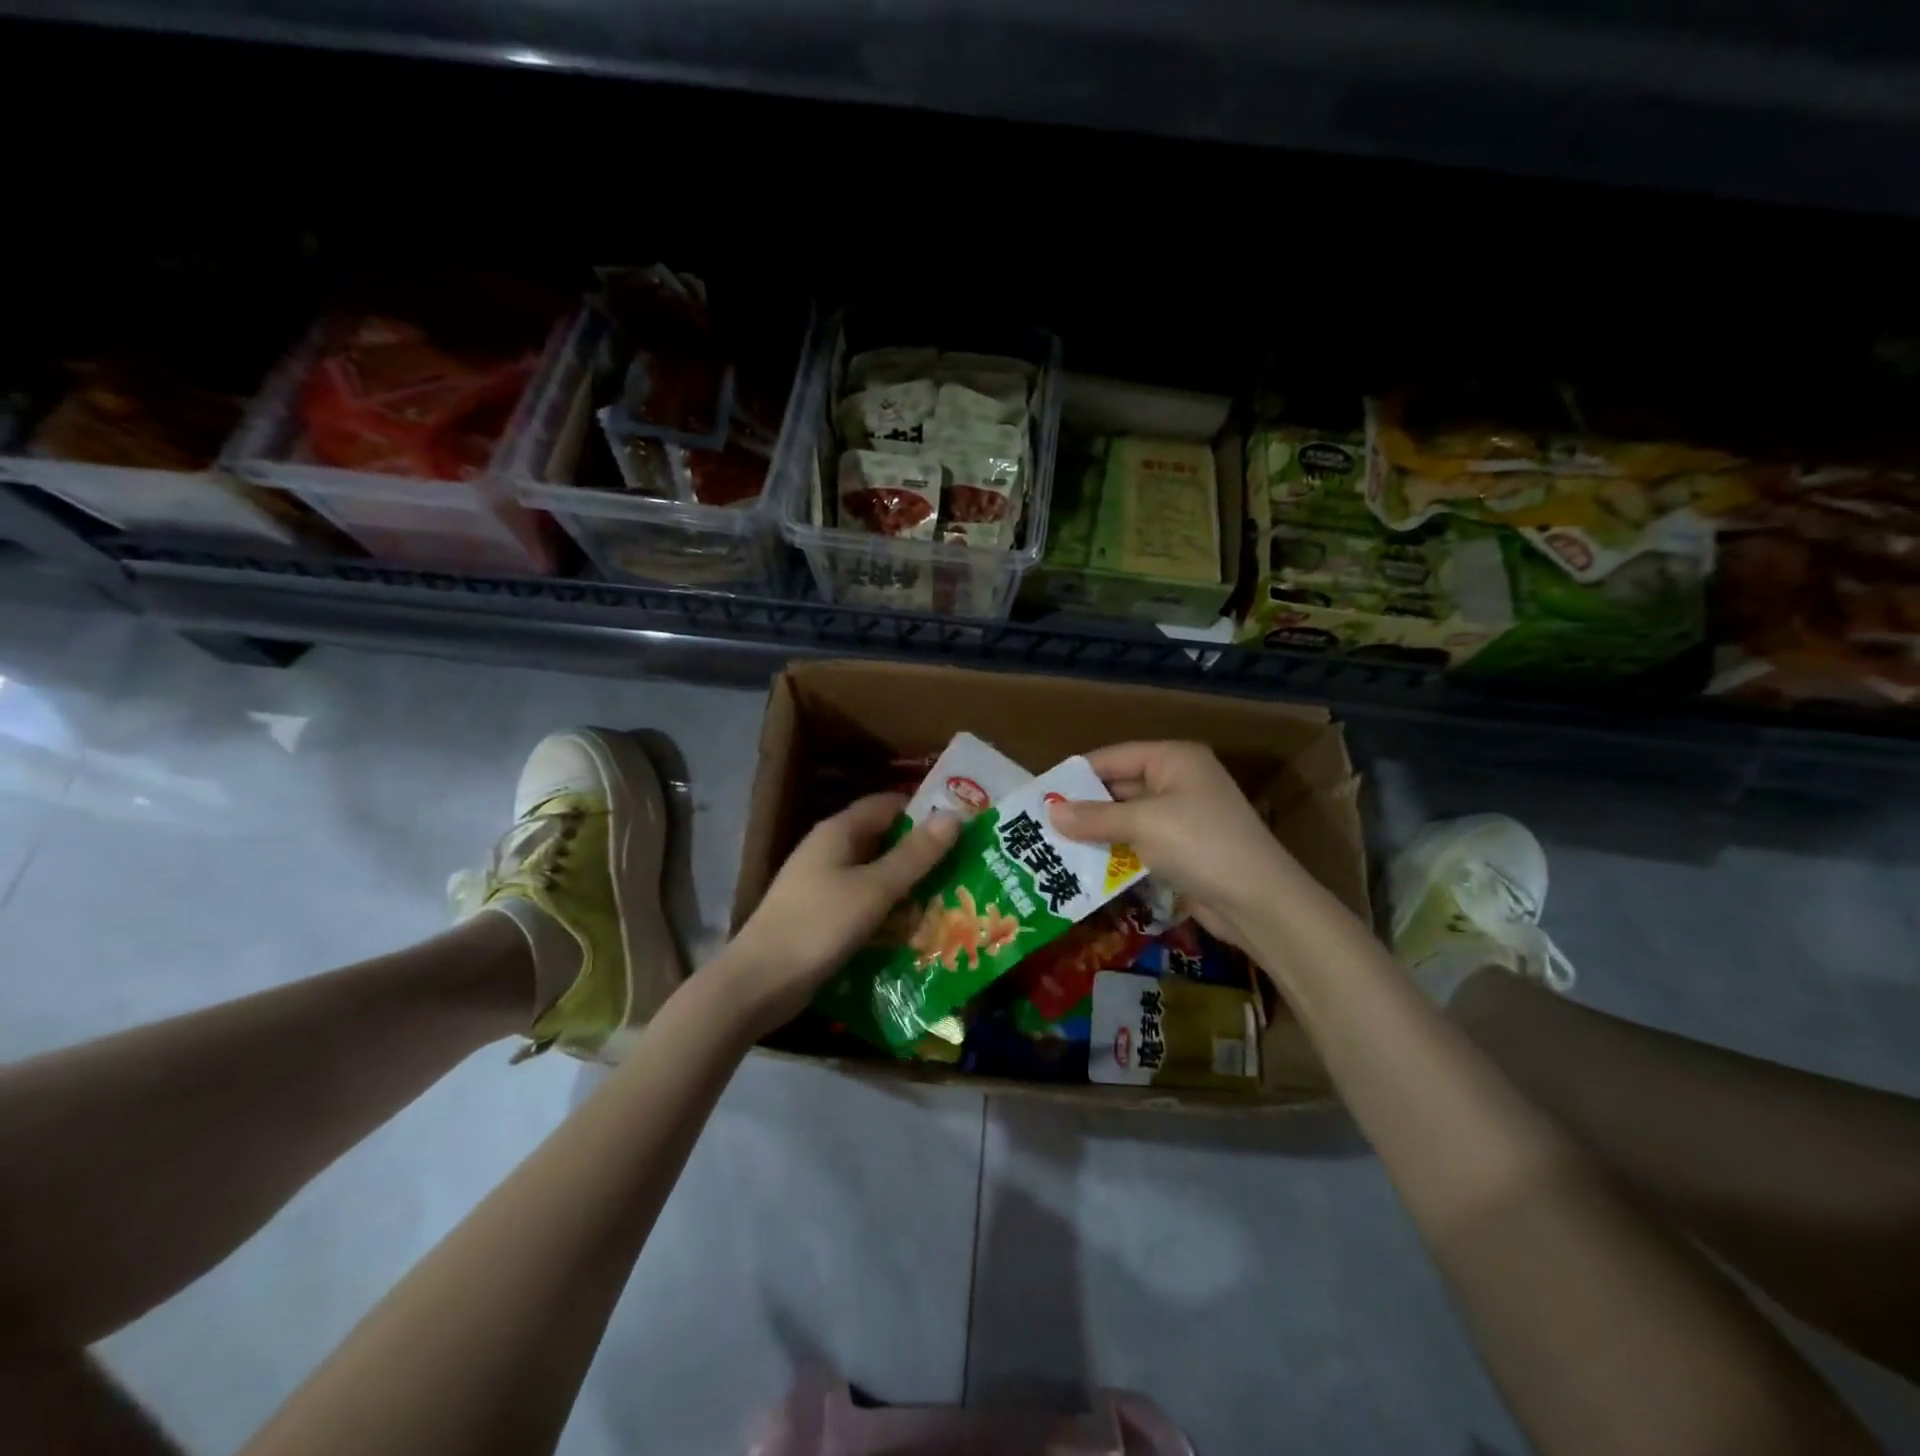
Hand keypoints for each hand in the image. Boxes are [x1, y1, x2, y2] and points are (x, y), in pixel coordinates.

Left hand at [724, 793, 960, 1034]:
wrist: (759, 983)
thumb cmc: (819, 926)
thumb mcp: (874, 889)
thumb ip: (914, 854)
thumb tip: (954, 815)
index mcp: (838, 832)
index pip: (888, 804)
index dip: (924, 809)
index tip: (963, 825)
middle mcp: (829, 850)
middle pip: (882, 839)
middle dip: (921, 851)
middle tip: (966, 864)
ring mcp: (822, 884)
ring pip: (874, 873)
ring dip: (907, 883)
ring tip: (951, 895)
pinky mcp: (821, 915)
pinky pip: (863, 901)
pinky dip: (888, 908)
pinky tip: (913, 927)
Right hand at [1048, 741, 1301, 946]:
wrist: (1259, 901)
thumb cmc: (1200, 844)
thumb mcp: (1142, 824)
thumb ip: (1094, 817)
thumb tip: (1049, 811)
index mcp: (1173, 759)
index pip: (1112, 757)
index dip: (1075, 775)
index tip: (1039, 794)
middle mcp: (1178, 780)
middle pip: (1119, 787)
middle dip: (1083, 807)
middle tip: (1040, 824)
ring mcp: (1182, 816)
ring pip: (1127, 818)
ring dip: (1096, 832)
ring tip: (1053, 846)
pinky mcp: (1183, 849)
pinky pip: (1139, 843)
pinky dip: (1115, 852)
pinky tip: (1085, 866)